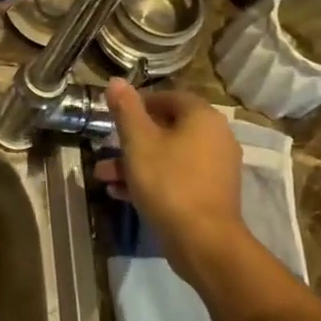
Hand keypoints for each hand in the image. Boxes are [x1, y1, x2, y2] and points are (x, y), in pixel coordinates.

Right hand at [96, 80, 248, 261]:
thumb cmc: (168, 182)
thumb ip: (127, 110)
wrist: (202, 240)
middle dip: (131, 140)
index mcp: (202, 118)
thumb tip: (116, 81)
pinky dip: (151, 180)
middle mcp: (215, 138)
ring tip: (104, 177)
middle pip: (167, 128)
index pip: (169, 97)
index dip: (139, 103)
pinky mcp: (210, 193)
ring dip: (135, 163)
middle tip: (105, 149)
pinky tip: (121, 193)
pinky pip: (176, 177)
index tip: (115, 116)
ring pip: (168, 156)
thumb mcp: (138, 142)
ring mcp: (215, 168)